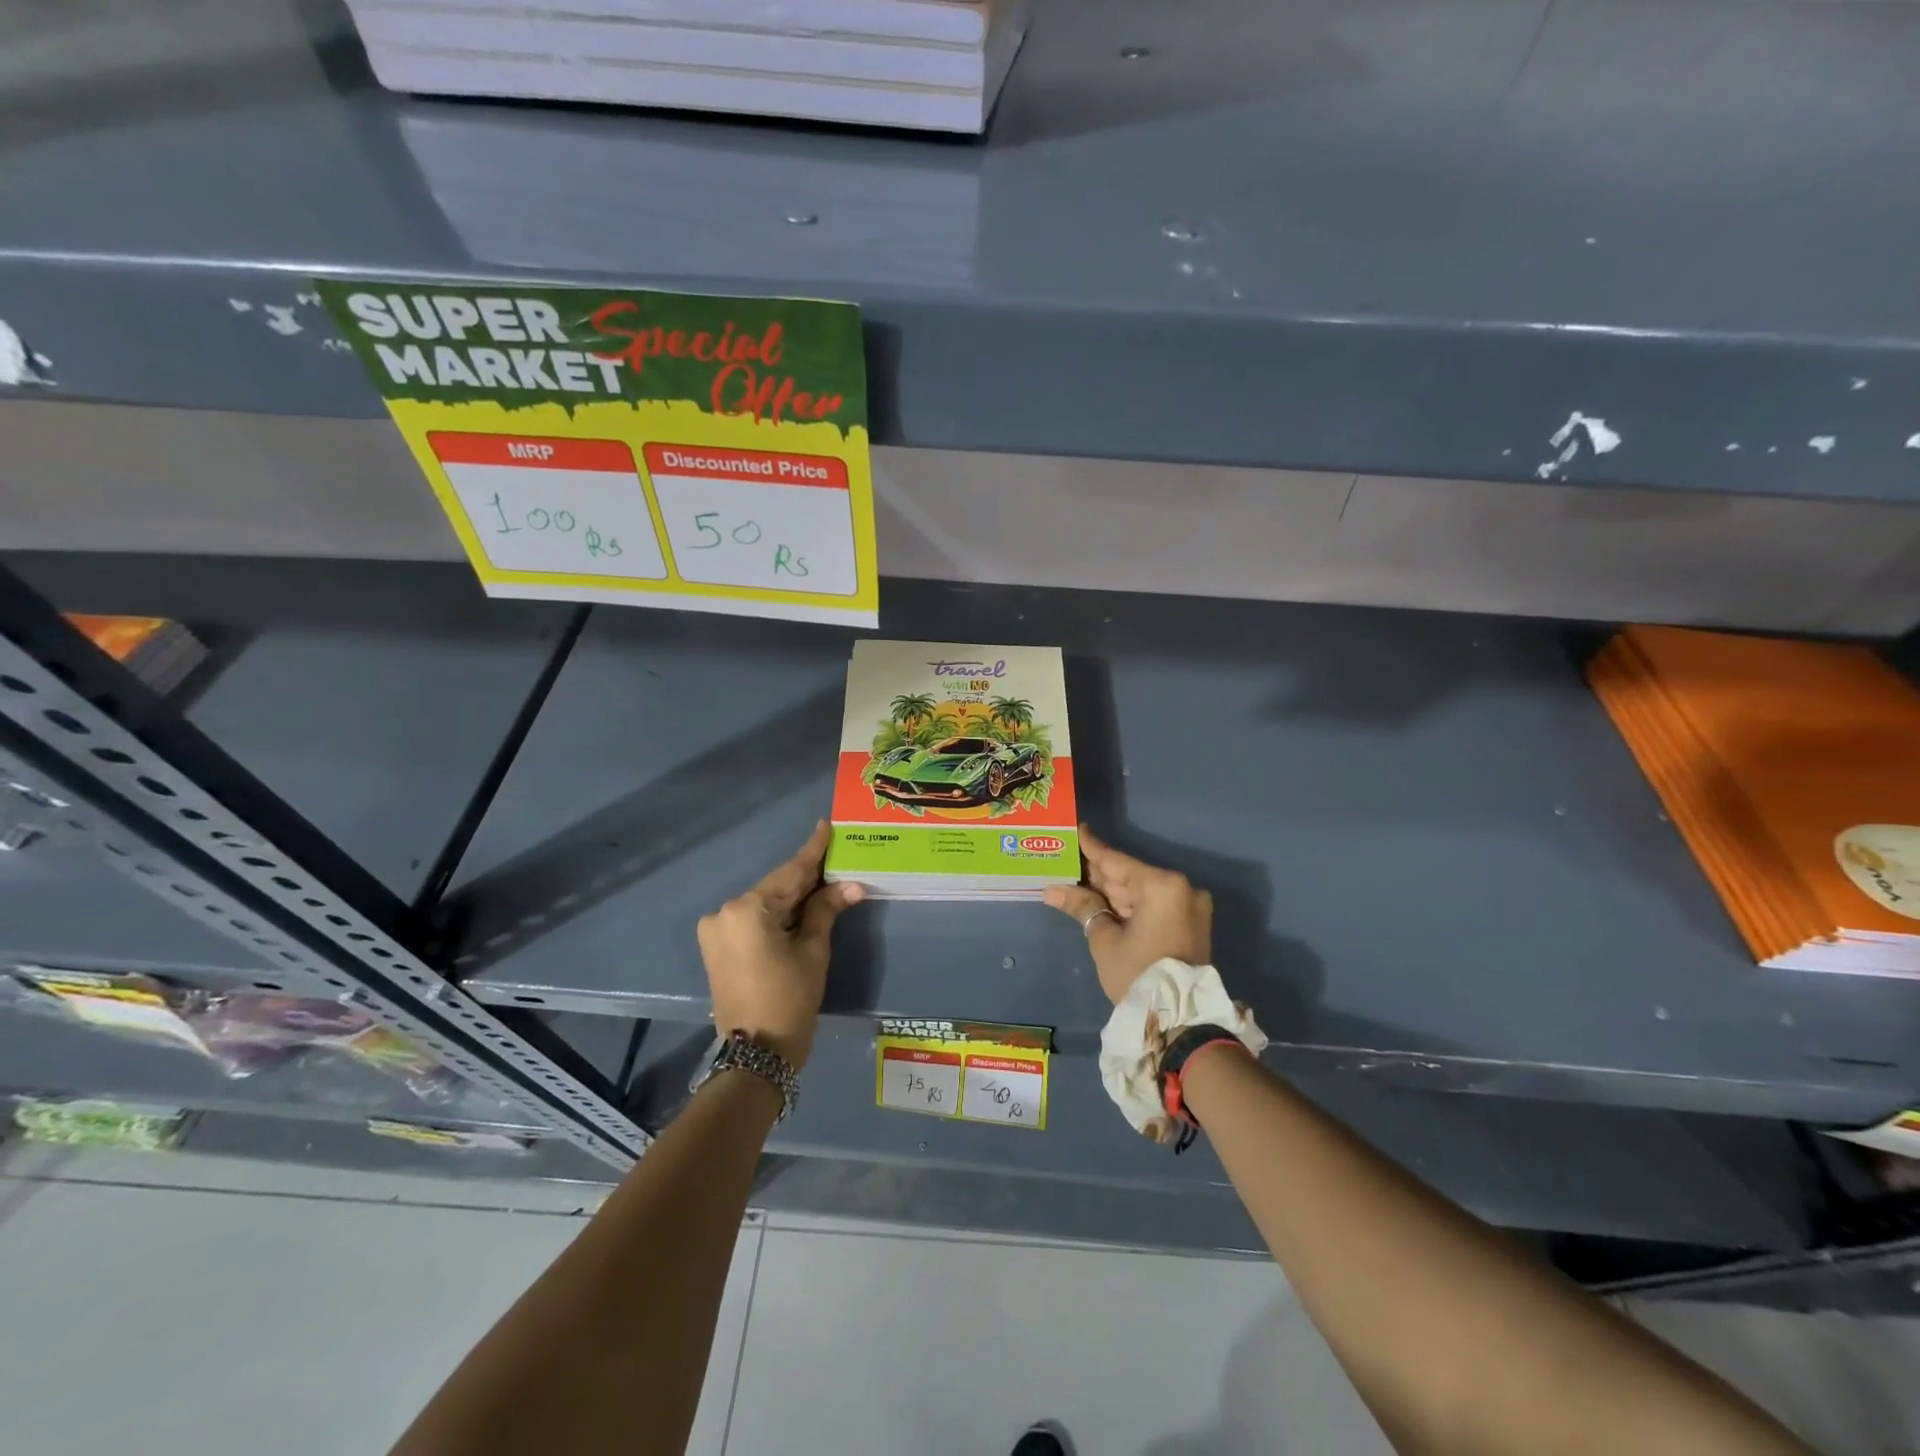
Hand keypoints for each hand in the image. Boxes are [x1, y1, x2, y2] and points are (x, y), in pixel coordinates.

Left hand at [697, 821, 863, 1067]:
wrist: (757, 1053)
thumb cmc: (790, 998)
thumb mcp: (813, 950)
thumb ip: (826, 910)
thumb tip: (851, 885)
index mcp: (747, 909)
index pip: (789, 872)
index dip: (812, 851)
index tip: (825, 825)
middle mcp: (724, 912)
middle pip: (776, 888)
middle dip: (807, 878)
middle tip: (835, 858)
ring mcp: (716, 930)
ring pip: (765, 904)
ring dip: (793, 897)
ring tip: (826, 881)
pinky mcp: (717, 947)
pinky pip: (753, 920)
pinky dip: (778, 914)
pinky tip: (802, 906)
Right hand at [1044, 825, 1212, 1004]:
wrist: (1180, 1022)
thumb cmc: (1138, 974)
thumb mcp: (1104, 939)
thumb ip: (1082, 906)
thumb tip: (1053, 889)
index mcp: (1163, 885)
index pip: (1116, 861)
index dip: (1091, 847)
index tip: (1075, 830)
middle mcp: (1181, 889)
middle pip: (1128, 876)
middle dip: (1097, 874)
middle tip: (1066, 862)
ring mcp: (1188, 907)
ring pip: (1139, 892)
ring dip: (1109, 891)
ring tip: (1075, 881)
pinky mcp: (1189, 924)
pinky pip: (1152, 906)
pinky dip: (1127, 905)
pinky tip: (1099, 901)